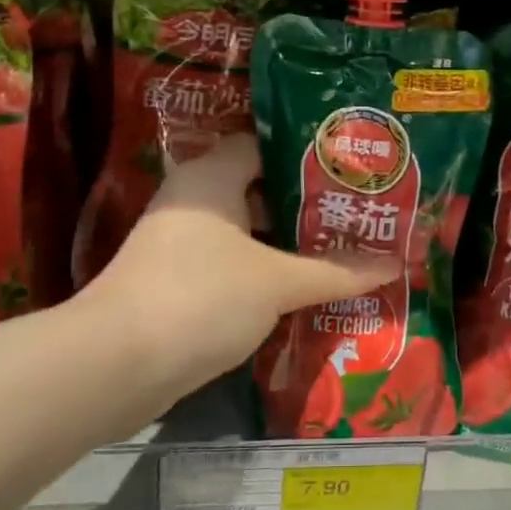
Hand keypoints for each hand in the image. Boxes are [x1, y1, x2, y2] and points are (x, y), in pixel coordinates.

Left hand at [91, 135, 399, 400]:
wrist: (117, 365)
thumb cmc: (202, 297)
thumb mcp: (277, 282)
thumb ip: (335, 271)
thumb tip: (393, 266)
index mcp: (211, 176)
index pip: (264, 145)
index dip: (308, 154)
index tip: (349, 168)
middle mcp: (193, 200)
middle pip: (258, 189)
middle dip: (306, 204)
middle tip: (356, 212)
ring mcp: (180, 244)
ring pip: (246, 232)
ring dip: (287, 243)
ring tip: (342, 249)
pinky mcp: (176, 283)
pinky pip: (232, 265)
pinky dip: (264, 273)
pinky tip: (303, 288)